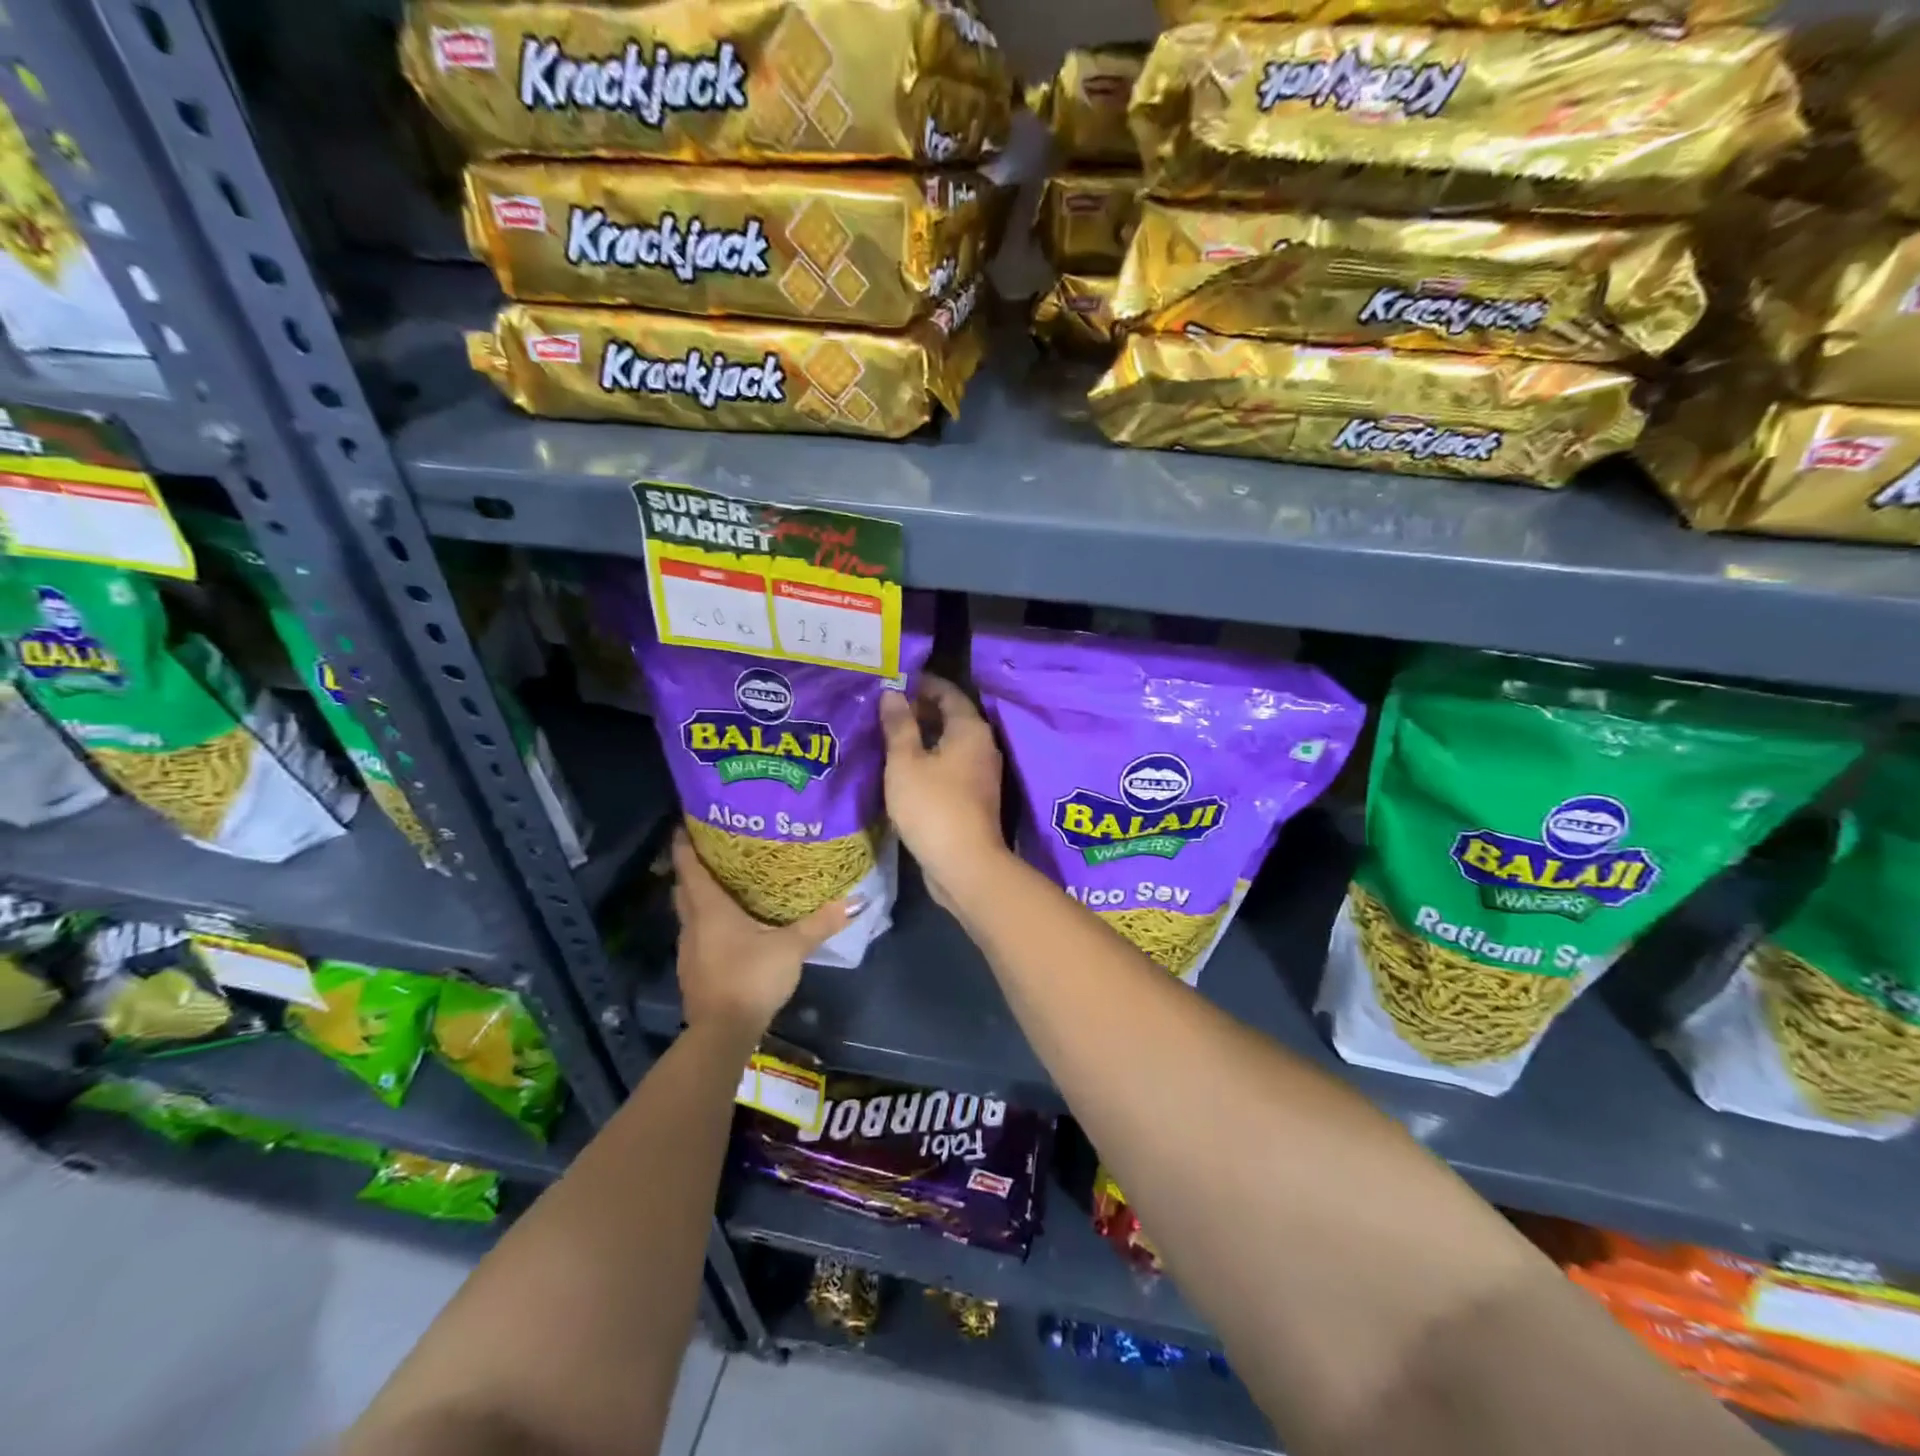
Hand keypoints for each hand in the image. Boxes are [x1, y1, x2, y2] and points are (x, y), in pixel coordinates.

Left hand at [672, 830, 854, 1037]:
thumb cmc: (752, 978)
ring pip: (688, 914)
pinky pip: (695, 936)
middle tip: (710, 851)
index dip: (684, 846)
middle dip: (690, 868)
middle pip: (684, 889)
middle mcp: (692, 925)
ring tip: (722, 886)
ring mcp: (688, 951)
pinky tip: (726, 929)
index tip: (684, 825)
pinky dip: (704, 924)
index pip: (690, 869)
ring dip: (698, 898)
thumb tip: (854, 901)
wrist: (722, 1032)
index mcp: (710, 910)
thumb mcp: (792, 948)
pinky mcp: (692, 972)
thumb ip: (820, 924)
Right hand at [879, 675, 1007, 907]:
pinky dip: (929, 759)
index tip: (894, 681)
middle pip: (951, 717)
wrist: (964, 864)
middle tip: (884, 708)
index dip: (921, 684)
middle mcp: (982, 745)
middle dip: (920, 710)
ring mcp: (980, 773)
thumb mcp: (906, 762)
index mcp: (970, 729)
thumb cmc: (932, 806)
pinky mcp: (973, 797)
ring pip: (950, 743)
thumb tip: (892, 693)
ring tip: (888, 735)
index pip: (948, 692)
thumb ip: (898, 725)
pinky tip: (904, 768)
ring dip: (923, 737)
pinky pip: (950, 766)